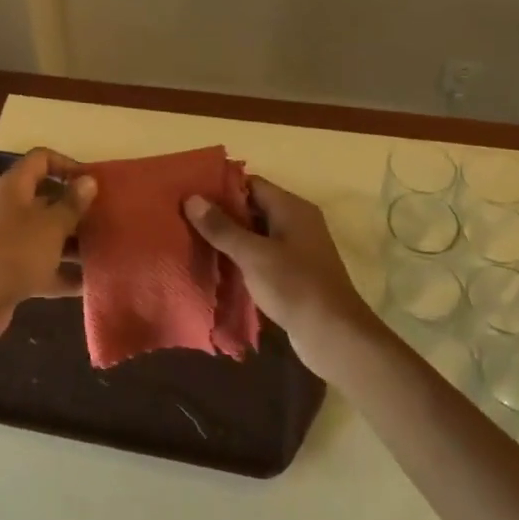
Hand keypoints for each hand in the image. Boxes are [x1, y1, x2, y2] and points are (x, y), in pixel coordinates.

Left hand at [0, 148, 96, 347]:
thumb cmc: (12, 252)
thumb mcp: (50, 225)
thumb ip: (72, 204)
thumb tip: (88, 181)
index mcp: (13, 187)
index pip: (41, 160)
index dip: (68, 165)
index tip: (94, 184)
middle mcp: (8, 210)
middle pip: (47, 200)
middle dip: (77, 210)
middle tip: (108, 220)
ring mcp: (7, 243)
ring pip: (46, 236)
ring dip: (73, 244)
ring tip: (106, 252)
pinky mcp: (8, 273)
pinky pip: (41, 267)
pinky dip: (62, 274)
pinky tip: (90, 284)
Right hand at [184, 176, 380, 379]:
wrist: (333, 335)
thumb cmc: (294, 286)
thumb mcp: (253, 255)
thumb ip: (222, 227)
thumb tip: (192, 198)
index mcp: (292, 208)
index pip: (251, 184)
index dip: (220, 187)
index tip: (190, 195)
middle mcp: (297, 222)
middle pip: (253, 208)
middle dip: (221, 214)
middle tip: (185, 220)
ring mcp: (297, 249)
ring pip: (256, 234)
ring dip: (230, 238)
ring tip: (194, 242)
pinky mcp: (294, 273)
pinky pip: (262, 256)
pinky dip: (242, 258)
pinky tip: (218, 268)